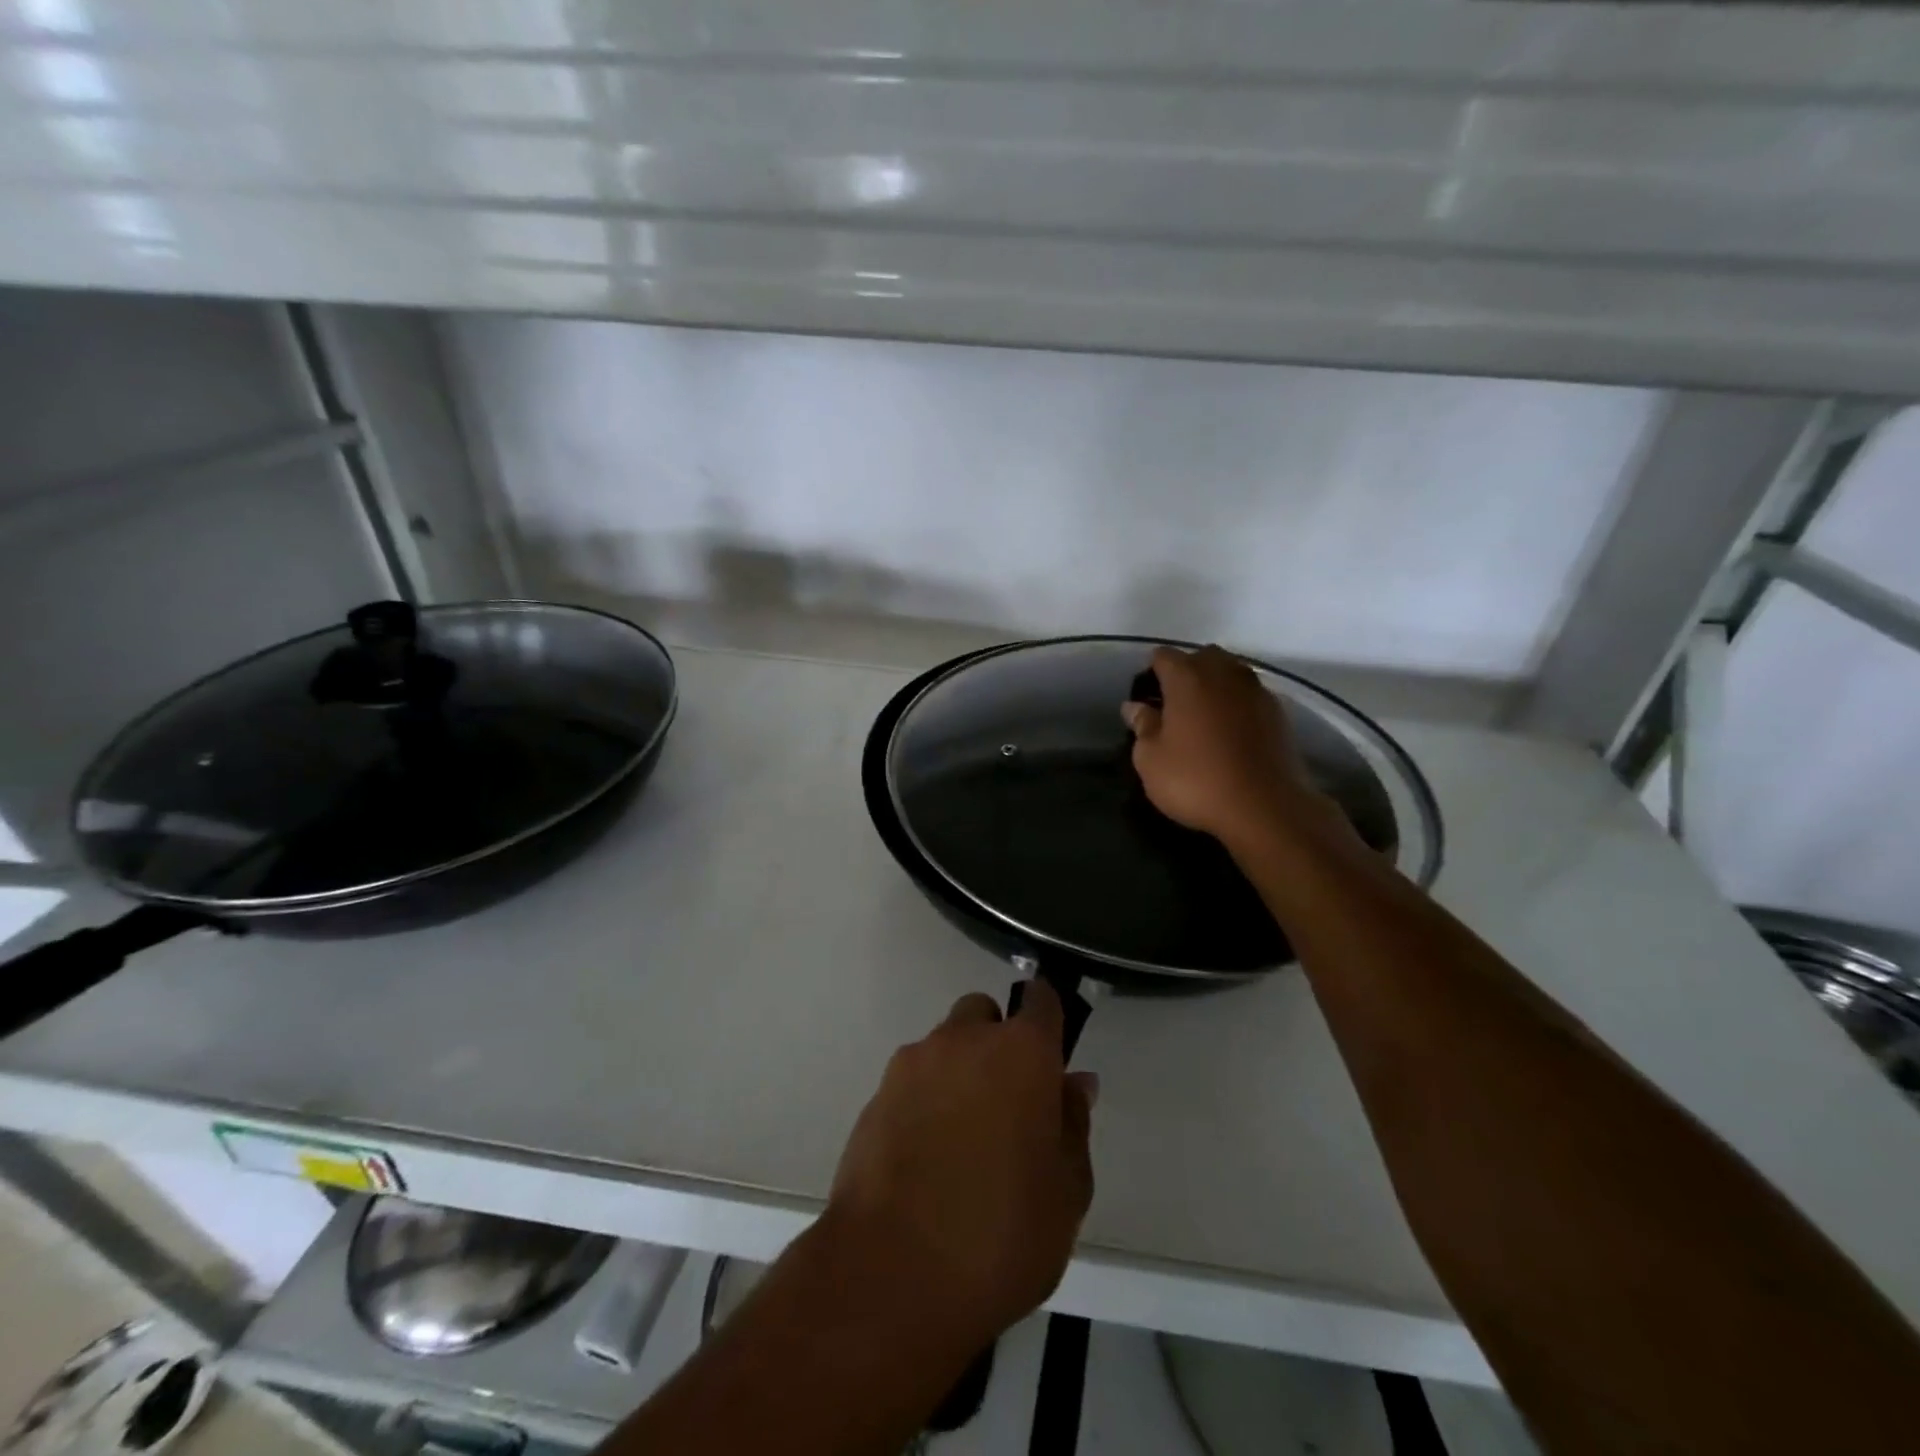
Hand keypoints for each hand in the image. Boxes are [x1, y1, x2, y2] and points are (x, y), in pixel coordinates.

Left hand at [825, 981, 1096, 1350]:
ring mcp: (914, 1063)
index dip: (1047, 1015)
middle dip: (997, 1042)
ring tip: (963, 1142)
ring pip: (945, 1046)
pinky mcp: (876, 1094)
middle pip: (984, 1015)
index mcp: (1021, 1053)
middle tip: (1007, 1104)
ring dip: (959, 1073)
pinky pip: (912, 1081)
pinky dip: (924, 1101)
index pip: (1039, 1000)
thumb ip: (1073, 1125)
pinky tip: (926, 1158)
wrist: (890, 1273)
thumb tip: (1074, 1082)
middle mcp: (965, 1041)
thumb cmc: (1000, 1235)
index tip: (1050, 1050)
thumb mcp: (1066, 1192)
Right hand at [1124, 644, 1343, 852]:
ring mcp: (1256, 690)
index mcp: (1187, 677)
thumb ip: (1142, 726)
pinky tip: (1231, 731)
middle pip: (1202, 657)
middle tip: (1174, 704)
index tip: (1146, 696)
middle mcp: (1224, 673)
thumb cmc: (1196, 780)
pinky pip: (1250, 695)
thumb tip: (1135, 706)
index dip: (1151, 672)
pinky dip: (1237, 704)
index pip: (1163, 656)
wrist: (1265, 807)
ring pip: (1230, 672)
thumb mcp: (1151, 759)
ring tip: (1204, 717)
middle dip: (1187, 672)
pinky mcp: (1279, 712)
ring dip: (1215, 686)